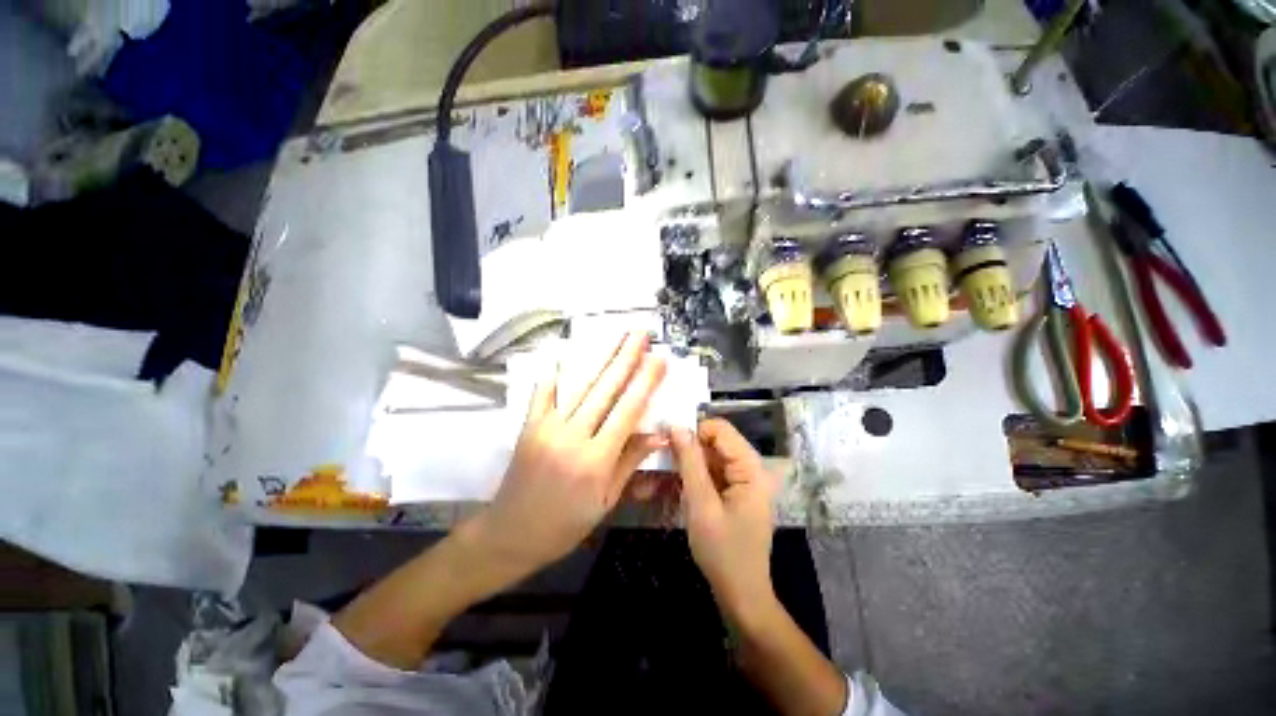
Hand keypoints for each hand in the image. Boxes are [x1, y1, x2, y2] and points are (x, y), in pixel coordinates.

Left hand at [469, 332, 666, 583]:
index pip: (627, 412)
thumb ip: (629, 462)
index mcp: (595, 460)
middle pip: (605, 390)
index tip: (658, 359)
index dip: (645, 383)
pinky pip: (544, 392)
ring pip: (579, 385)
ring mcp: (547, 427)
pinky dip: (556, 372)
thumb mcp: (605, 501)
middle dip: (625, 357)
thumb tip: (659, 434)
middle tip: (640, 333)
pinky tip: (566, 352)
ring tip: (616, 336)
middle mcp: (572, 437)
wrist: (510, 534)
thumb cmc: (565, 525)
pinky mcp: (529, 425)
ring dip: (600, 358)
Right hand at [670, 419, 779, 622]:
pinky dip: (689, 478)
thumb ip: (690, 462)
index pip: (720, 429)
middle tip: (657, 461)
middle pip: (713, 443)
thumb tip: (677, 426)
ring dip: (683, 466)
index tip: (666, 442)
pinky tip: (668, 488)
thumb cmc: (723, 552)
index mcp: (750, 468)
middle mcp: (748, 468)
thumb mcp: (701, 504)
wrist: (741, 595)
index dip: (693, 431)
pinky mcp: (731, 492)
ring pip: (707, 458)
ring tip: (656, 478)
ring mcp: (740, 481)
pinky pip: (708, 474)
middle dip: (685, 450)